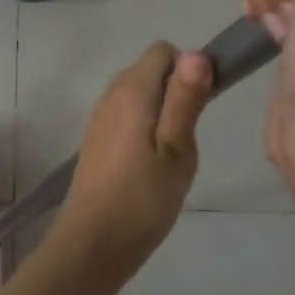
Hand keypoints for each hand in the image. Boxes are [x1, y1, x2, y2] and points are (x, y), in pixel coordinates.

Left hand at [49, 43, 213, 281]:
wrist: (93, 243)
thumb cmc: (142, 197)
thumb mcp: (176, 149)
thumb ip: (185, 99)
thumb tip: (196, 53)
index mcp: (132, 90)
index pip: (164, 51)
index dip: (189, 69)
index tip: (201, 107)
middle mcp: (111, 94)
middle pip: (151, 71)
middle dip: (177, 93)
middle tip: (188, 137)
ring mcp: (101, 117)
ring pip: (140, 95)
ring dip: (162, 113)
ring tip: (172, 155)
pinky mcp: (97, 140)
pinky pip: (128, 116)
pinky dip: (145, 129)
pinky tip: (151, 166)